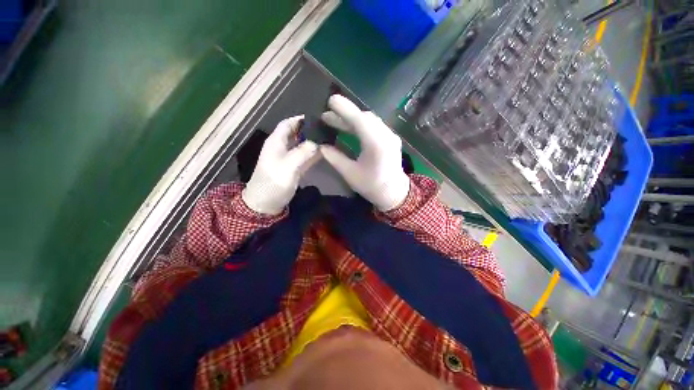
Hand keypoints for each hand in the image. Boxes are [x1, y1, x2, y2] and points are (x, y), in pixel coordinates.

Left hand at [242, 116, 319, 214]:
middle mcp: (283, 147)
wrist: (266, 204)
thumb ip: (302, 153)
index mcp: (276, 142)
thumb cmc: (272, 183)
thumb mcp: (287, 167)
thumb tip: (317, 142)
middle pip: (297, 133)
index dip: (300, 119)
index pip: (288, 124)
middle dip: (311, 130)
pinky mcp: (296, 168)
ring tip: (330, 137)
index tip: (317, 116)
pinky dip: (315, 153)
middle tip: (328, 127)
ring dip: (314, 142)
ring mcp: (290, 158)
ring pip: (304, 145)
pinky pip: (307, 157)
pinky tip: (326, 151)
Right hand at [320, 95, 409, 211]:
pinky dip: (360, 124)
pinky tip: (350, 128)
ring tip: (335, 121)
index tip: (329, 101)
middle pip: (364, 117)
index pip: (359, 120)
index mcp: (376, 144)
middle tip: (326, 115)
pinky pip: (374, 126)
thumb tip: (321, 146)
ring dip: (352, 119)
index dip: (344, 109)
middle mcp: (386, 135)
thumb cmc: (372, 186)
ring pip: (369, 120)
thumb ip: (335, 157)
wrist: (394, 193)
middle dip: (345, 114)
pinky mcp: (390, 138)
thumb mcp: (350, 174)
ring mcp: (390, 136)